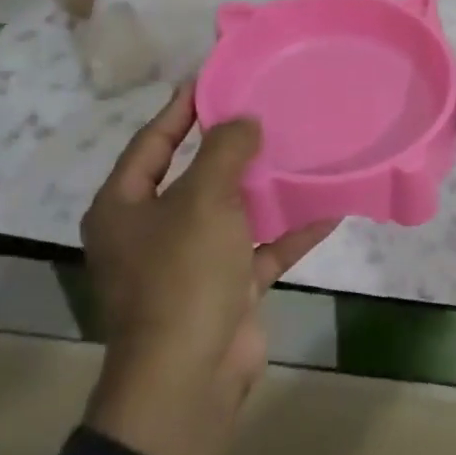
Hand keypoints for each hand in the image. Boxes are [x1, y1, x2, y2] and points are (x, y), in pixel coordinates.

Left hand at [80, 85, 335, 454]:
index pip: (151, 143)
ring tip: (302, 151)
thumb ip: (223, 151)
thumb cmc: (182, 276)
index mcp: (125, 208)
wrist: (190, 375)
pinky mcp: (228, 288)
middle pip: (195, 177)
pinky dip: (292, 232)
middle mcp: (152, 232)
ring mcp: (191, 263)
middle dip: (231, 148)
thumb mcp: (202, 201)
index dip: (180, 110)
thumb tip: (244, 121)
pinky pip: (263, 249)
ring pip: (233, 213)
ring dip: (266, 189)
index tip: (214, 79)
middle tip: (268, 111)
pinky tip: (330, 207)